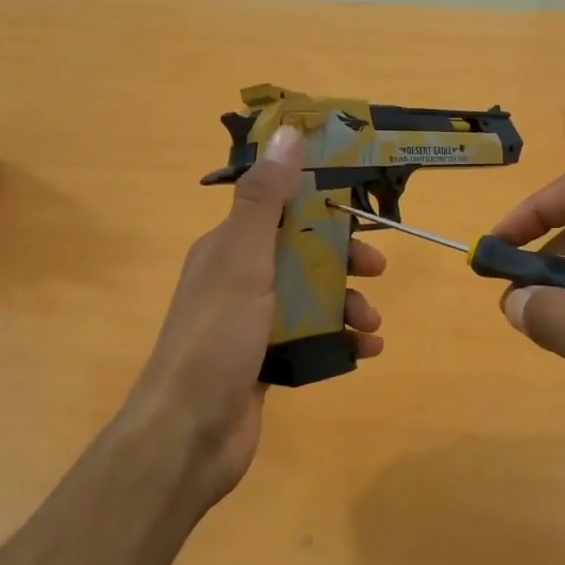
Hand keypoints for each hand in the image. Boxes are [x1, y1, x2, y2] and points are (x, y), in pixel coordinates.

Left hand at [120, 126, 386, 503]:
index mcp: (227, 248)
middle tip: (376, 269)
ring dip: (346, 304)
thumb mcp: (243, 258)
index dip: (321, 205)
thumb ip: (266, 198)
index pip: (280, 209)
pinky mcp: (264, 363)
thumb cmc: (216, 338)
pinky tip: (365, 351)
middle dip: (342, 258)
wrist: (188, 435)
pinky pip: (310, 340)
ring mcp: (251, 325)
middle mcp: (237, 280)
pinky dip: (338, 340)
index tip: (362, 208)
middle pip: (301, 254)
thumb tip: (287, 130)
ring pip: (310, 299)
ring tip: (371, 324)